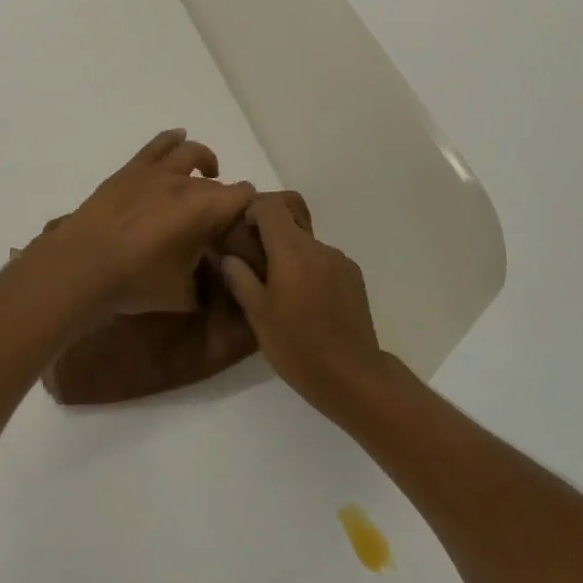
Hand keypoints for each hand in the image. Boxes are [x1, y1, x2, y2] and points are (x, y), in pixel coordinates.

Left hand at [35, 130, 255, 317]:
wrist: (81, 267)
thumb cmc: (136, 282)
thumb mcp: (182, 296)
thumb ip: (205, 287)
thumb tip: (213, 283)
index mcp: (205, 209)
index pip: (244, 196)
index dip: (249, 209)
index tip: (243, 226)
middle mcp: (186, 183)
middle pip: (217, 184)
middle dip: (222, 200)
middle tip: (216, 223)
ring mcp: (156, 172)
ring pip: (191, 153)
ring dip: (206, 162)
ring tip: (207, 173)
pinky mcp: (131, 169)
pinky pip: (159, 144)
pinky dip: (174, 140)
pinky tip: (179, 141)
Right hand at [220, 194, 388, 414]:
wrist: (352, 376)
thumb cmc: (298, 347)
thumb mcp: (258, 315)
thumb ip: (240, 279)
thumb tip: (229, 256)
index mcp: (293, 252)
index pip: (271, 207)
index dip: (252, 210)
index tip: (240, 232)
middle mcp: (319, 248)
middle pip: (290, 223)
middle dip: (268, 236)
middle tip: (252, 265)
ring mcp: (340, 261)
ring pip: (306, 245)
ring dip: (289, 256)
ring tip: (280, 291)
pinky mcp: (354, 277)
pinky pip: (323, 261)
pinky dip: (308, 270)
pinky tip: (305, 302)